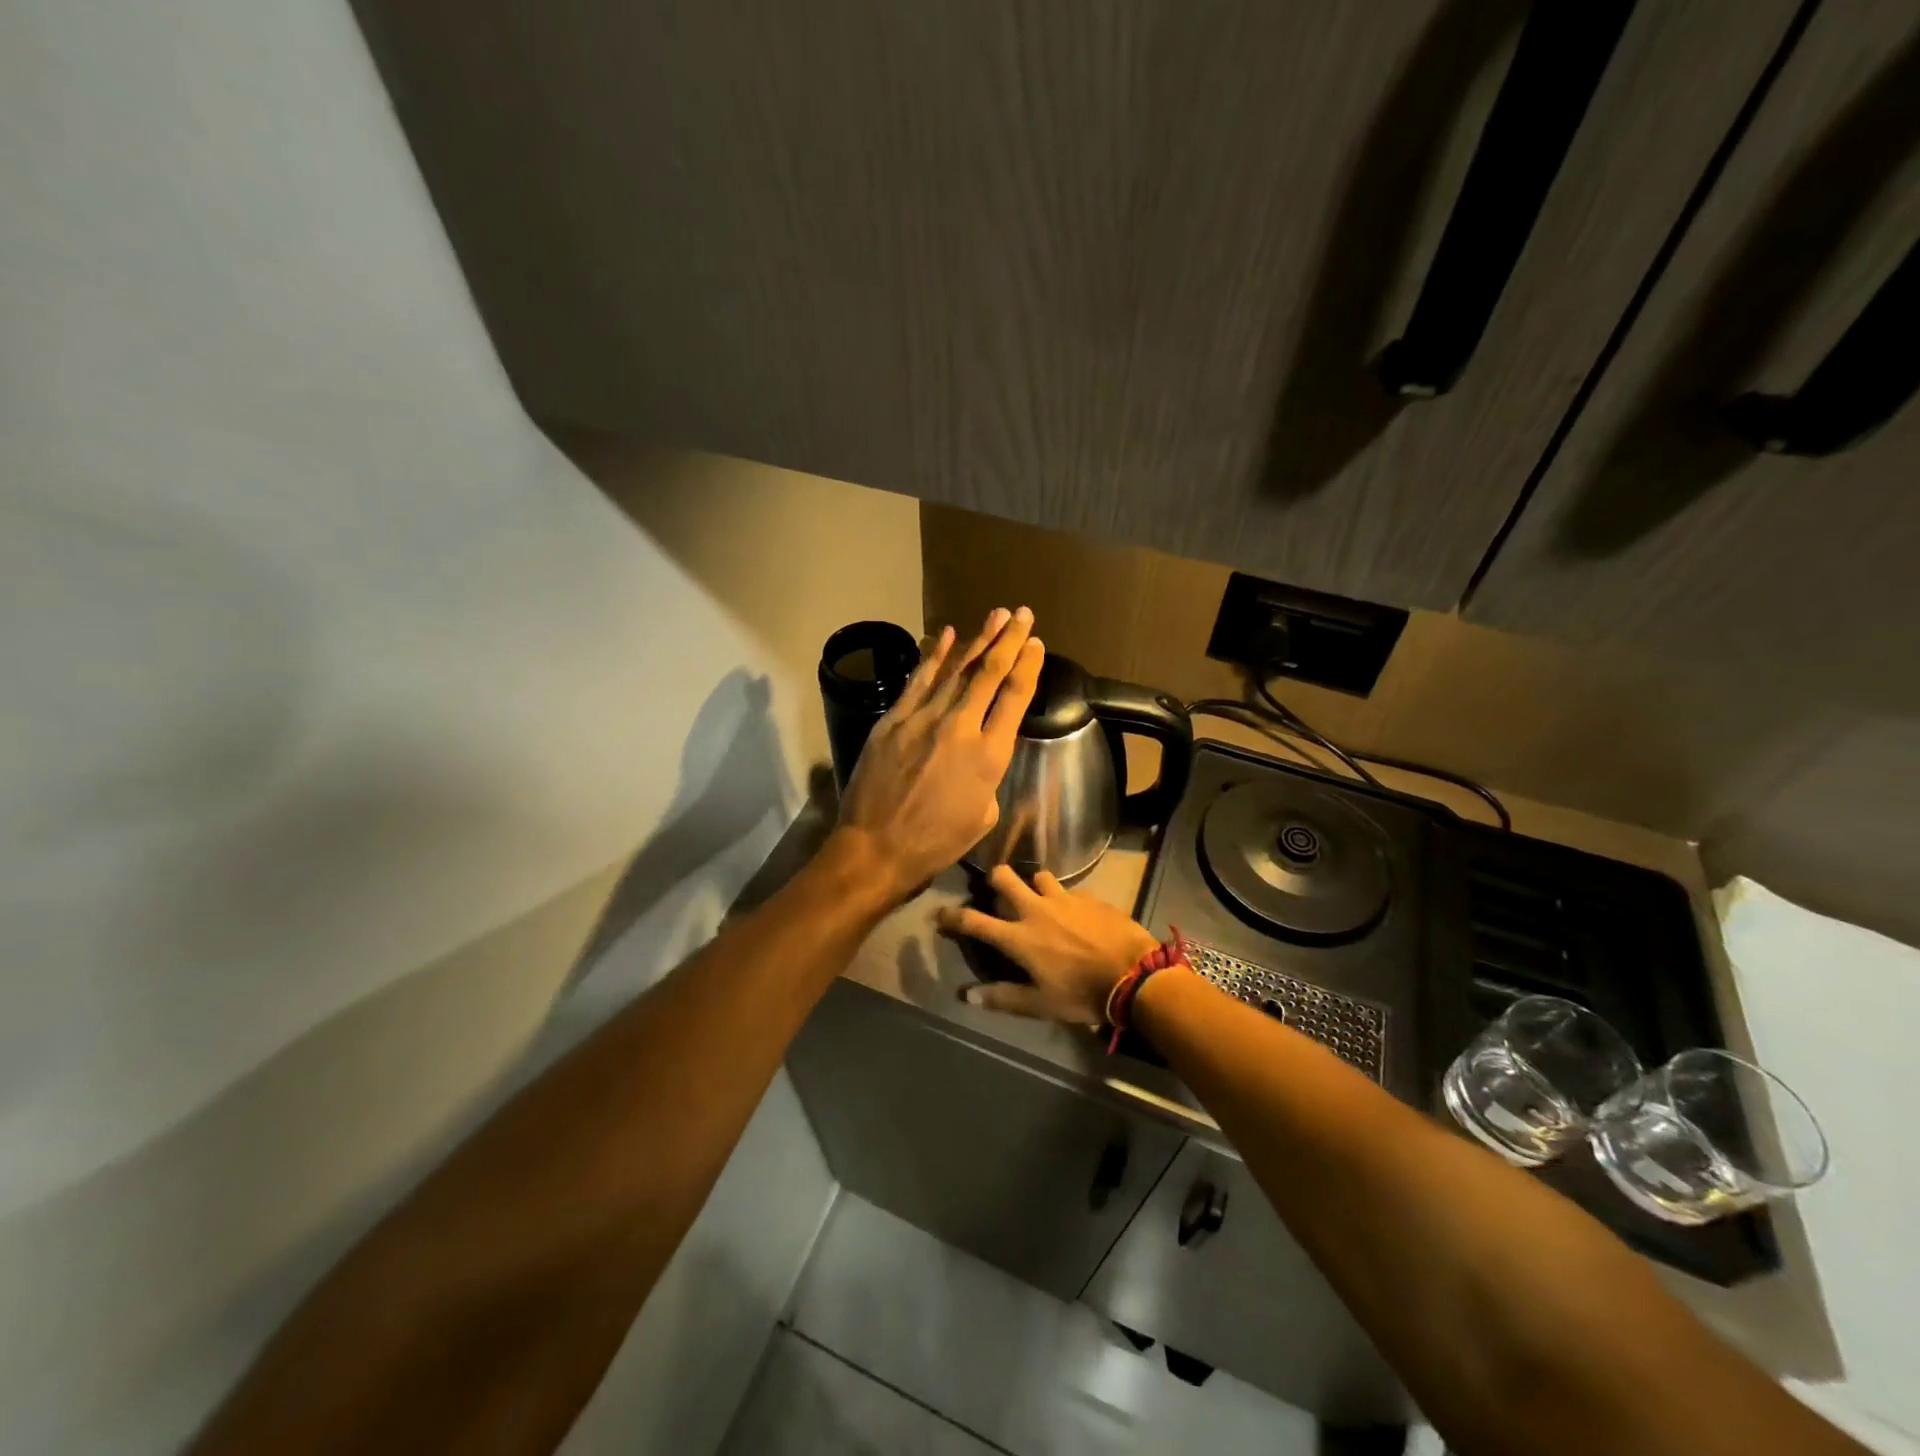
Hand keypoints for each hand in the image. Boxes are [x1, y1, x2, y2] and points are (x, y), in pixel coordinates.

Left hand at [832, 608, 1043, 900]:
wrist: (876, 848)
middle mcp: (960, 727)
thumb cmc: (935, 842)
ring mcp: (923, 719)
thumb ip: (989, 775)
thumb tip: (981, 752)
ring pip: (956, 670)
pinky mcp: (893, 720)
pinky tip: (947, 635)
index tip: (1036, 644)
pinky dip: (934, 656)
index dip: (1028, 666)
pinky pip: (918, 680)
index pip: (1014, 697)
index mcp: (989, 755)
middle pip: (989, 673)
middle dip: (1008, 640)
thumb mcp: (982, 815)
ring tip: (996, 615)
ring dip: (978, 640)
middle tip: (1023, 614)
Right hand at [937, 865, 1159, 1025]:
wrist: (1134, 975)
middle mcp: (1036, 910)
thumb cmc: (1082, 994)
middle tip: (998, 893)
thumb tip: (967, 996)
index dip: (952, 917)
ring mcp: (1064, 899)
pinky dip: (1066, 900)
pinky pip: (1070, 890)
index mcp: (1019, 937)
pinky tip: (1077, 915)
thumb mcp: (1040, 1004)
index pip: (975, 922)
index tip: (939, 913)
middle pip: (1004, 877)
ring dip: (1034, 886)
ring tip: (1041, 901)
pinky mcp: (1089, 897)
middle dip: (995, 880)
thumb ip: (1003, 998)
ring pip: (1039, 876)